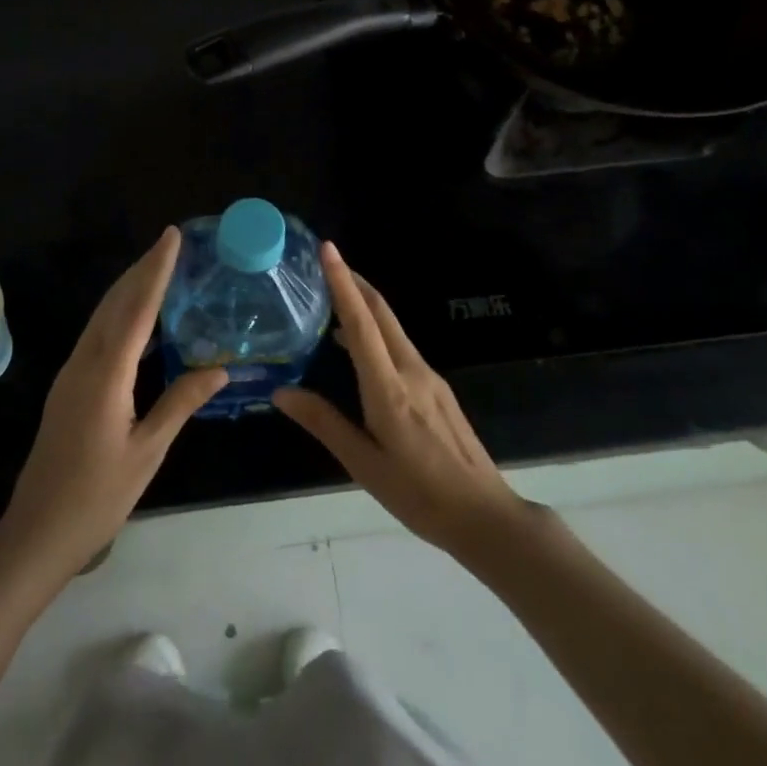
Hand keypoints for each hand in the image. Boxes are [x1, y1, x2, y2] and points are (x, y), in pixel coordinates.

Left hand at [0, 227, 227, 586]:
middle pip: (115, 303)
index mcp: (106, 376)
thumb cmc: (97, 497)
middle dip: (142, 269)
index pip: (137, 309)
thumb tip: (219, 367)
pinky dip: (120, 313)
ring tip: (157, 267)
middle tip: (169, 242)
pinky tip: (136, 316)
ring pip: (103, 316)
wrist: (37, 532)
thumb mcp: (147, 452)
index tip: (171, 237)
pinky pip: (97, 335)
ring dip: (129, 287)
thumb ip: (180, 403)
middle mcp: (84, 364)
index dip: (156, 270)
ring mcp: (71, 374)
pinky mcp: (68, 386)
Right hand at [273, 241, 531, 560]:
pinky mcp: (438, 388)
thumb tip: (281, 392)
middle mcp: (412, 371)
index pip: (361, 324)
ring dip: (365, 305)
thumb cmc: (418, 495)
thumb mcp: (364, 465)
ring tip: (334, 298)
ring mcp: (430, 377)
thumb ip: (324, 423)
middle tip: (326, 261)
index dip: (343, 283)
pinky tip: (359, 347)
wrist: (484, 515)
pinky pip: (401, 346)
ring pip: (393, 328)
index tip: (328, 250)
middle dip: (355, 281)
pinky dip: (377, 331)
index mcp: (389, 389)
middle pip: (382, 313)